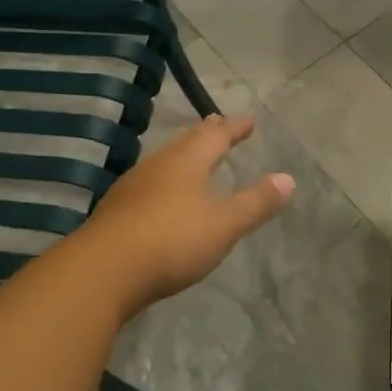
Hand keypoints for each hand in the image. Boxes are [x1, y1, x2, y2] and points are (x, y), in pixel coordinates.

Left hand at [81, 115, 294, 312]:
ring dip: (183, 155)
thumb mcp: (224, 223)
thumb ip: (256, 202)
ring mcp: (133, 187)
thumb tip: (287, 178)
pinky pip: (150, 184)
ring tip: (192, 156)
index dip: (234, 127)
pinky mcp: (117, 211)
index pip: (215, 135)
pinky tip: (163, 195)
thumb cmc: (172, 239)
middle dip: (205, 134)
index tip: (249, 120)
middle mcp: (158, 165)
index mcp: (187, 161)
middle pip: (185, 142)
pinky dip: (166, 180)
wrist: (104, 271)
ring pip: (164, 161)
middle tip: (217, 124)